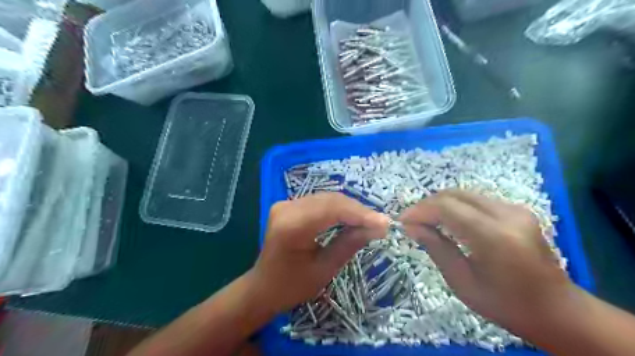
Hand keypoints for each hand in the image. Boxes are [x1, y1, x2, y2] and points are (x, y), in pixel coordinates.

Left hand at [251, 192, 389, 314]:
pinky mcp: (288, 206)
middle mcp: (287, 208)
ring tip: (369, 221)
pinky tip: (351, 218)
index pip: (333, 209)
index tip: (384, 223)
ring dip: (349, 208)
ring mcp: (286, 204)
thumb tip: (379, 227)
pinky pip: (319, 202)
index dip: (360, 214)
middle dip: (357, 210)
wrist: (263, 287)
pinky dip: (338, 209)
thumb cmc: (292, 286)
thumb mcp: (325, 269)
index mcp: (292, 226)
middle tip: (379, 223)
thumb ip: (350, 244)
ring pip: (326, 199)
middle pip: (330, 200)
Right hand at [399, 190, 578, 334]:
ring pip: (464, 194)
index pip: (446, 208)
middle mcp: (507, 214)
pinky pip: (476, 200)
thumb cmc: (506, 305)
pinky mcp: (517, 210)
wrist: (558, 310)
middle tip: (412, 221)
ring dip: (440, 204)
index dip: (420, 210)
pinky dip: (456, 206)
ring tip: (426, 220)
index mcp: (494, 237)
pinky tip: (447, 220)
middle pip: (454, 194)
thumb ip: (436, 248)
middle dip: (428, 204)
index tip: (403, 221)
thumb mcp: (462, 282)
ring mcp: (515, 209)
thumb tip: (411, 226)